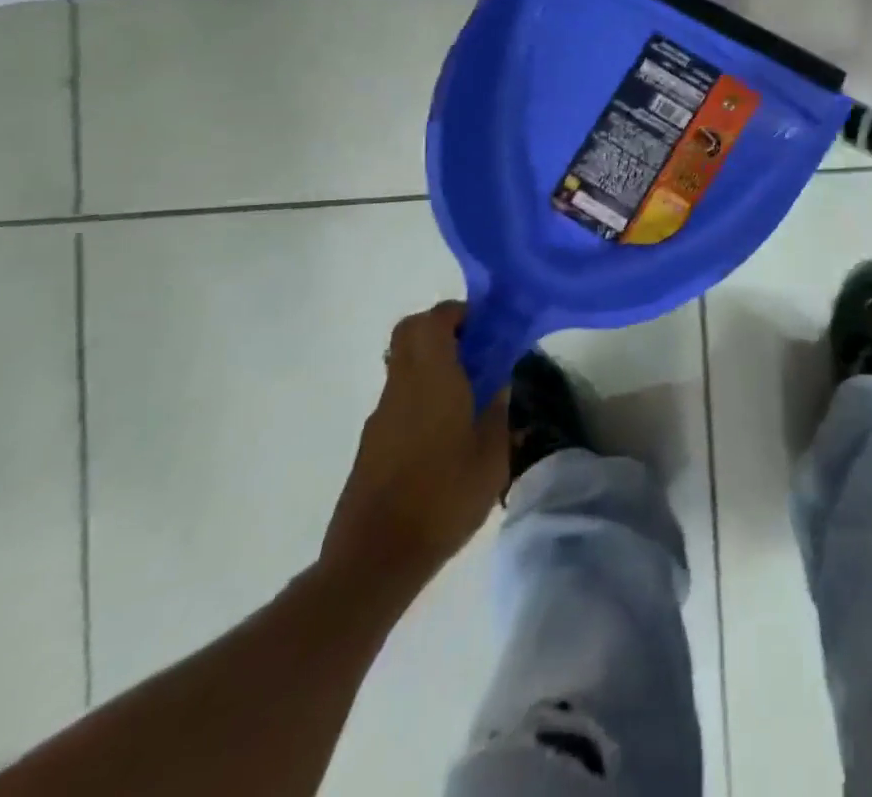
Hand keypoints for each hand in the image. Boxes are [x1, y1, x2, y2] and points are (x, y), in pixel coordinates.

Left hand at [321, 302, 508, 596]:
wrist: (375, 560)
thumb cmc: (442, 498)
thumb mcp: (491, 456)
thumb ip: (497, 412)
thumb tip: (499, 383)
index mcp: (431, 380)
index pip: (433, 320)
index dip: (458, 313)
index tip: (486, 326)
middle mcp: (401, 387)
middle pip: (410, 334)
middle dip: (443, 330)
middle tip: (476, 349)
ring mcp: (381, 416)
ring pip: (403, 365)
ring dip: (432, 362)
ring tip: (470, 392)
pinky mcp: (372, 443)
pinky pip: (400, 396)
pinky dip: (422, 392)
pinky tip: (448, 429)